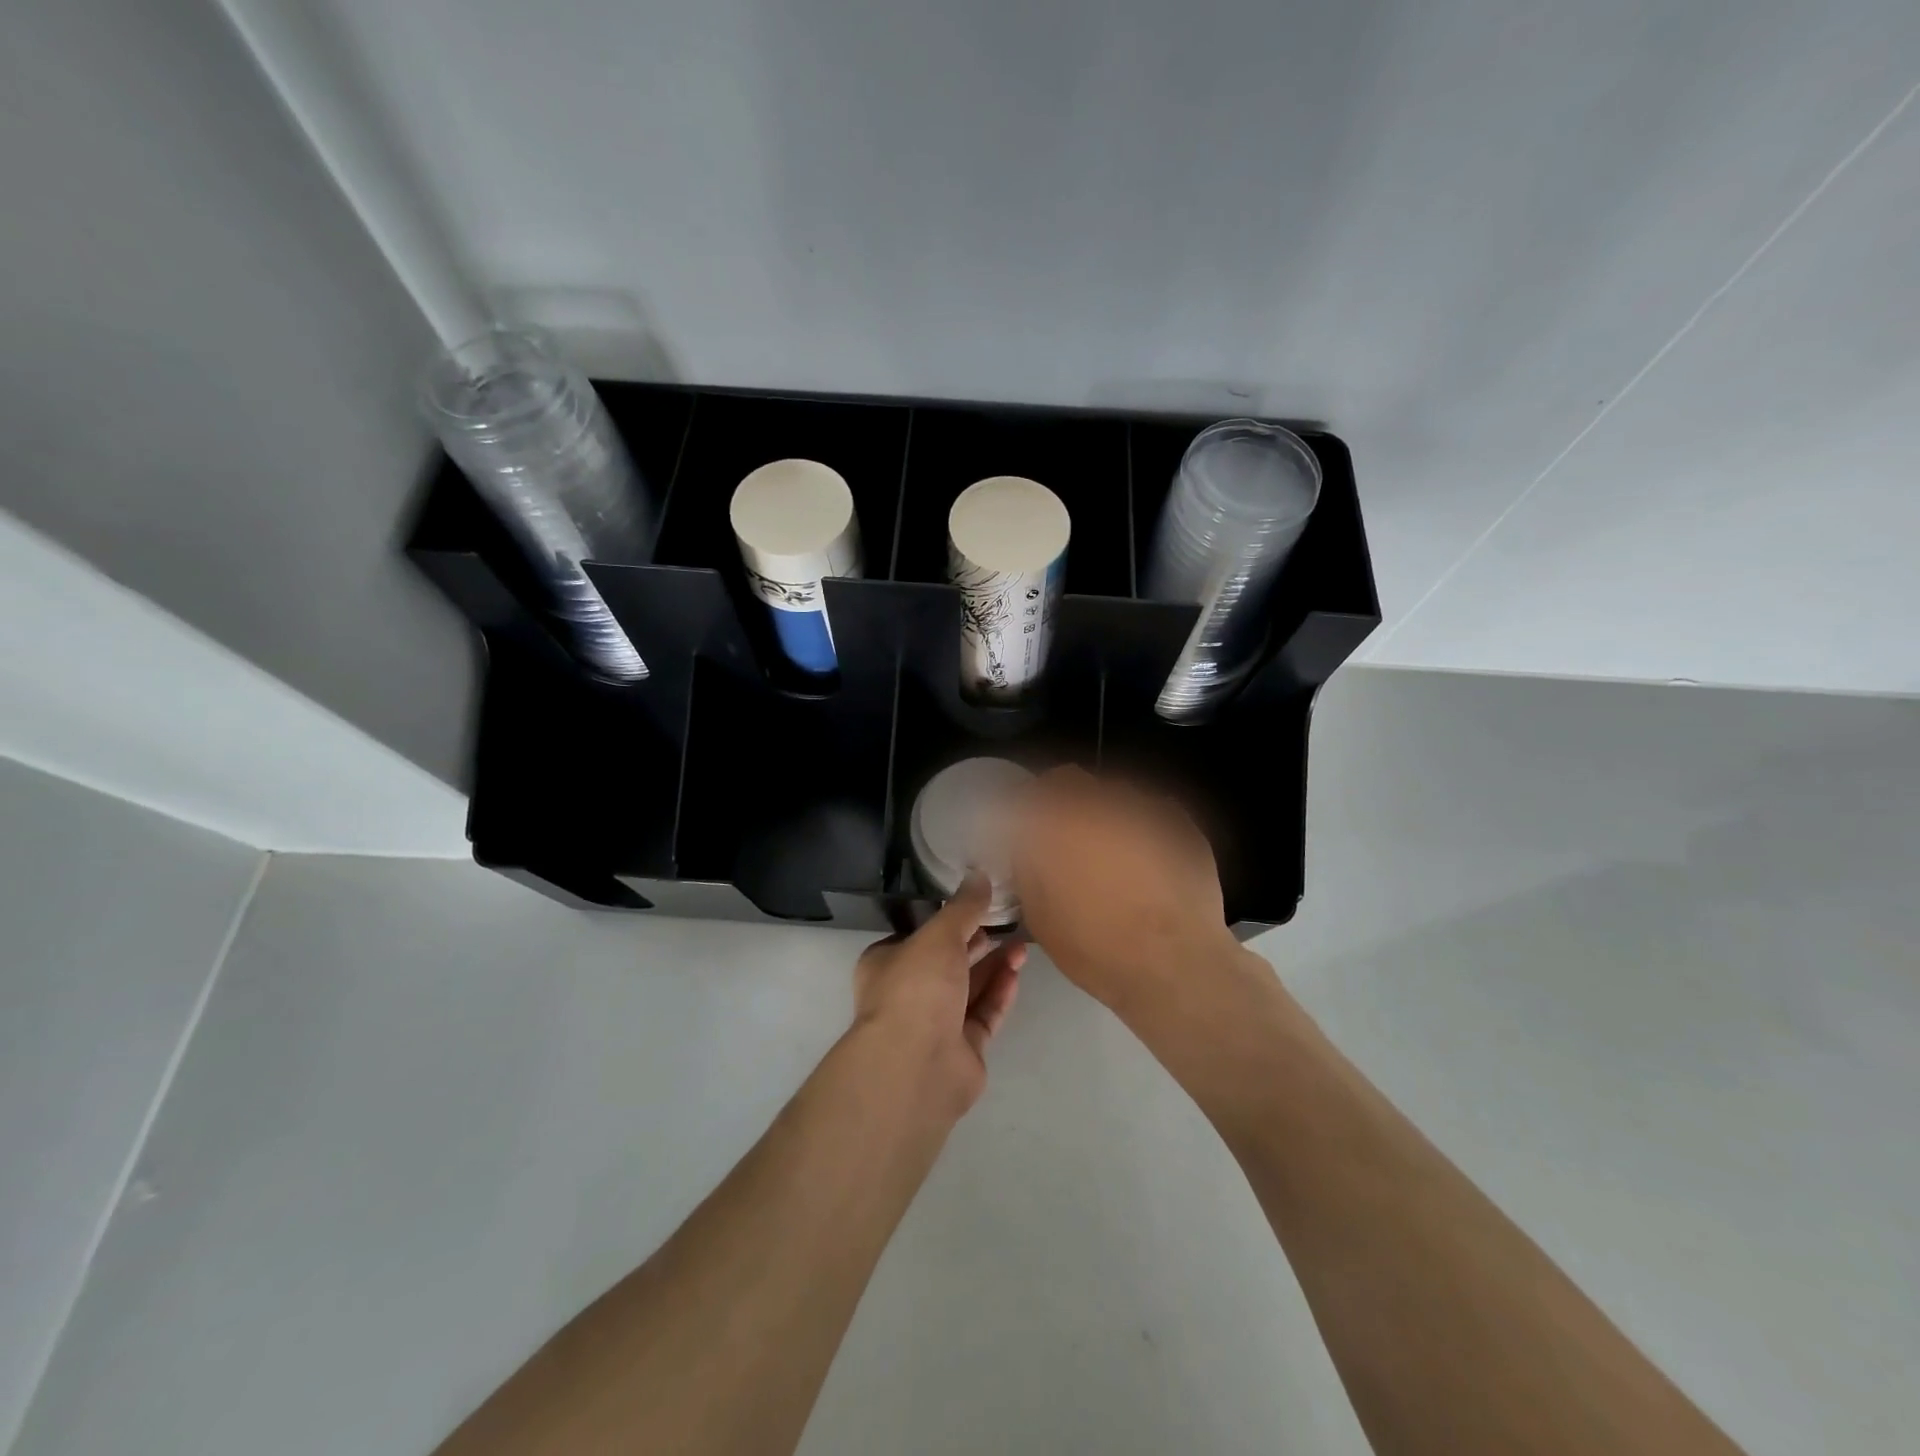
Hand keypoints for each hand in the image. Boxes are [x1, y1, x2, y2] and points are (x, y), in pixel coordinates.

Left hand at [852, 875, 1024, 1116]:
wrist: (916, 1065)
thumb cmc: (917, 988)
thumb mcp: (940, 935)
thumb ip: (963, 907)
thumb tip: (980, 875)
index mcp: (887, 964)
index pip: (918, 936)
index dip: (947, 922)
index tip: (976, 906)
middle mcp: (908, 993)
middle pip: (948, 963)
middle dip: (977, 943)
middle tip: (1007, 923)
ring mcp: (935, 1024)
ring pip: (969, 989)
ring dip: (994, 967)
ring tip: (1022, 945)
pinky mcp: (961, 1050)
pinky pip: (983, 1015)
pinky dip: (999, 994)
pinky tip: (1017, 974)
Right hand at [1013, 765, 1247, 1013]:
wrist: (1178, 967)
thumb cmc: (1098, 948)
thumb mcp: (1040, 915)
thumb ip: (1027, 867)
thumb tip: (1028, 845)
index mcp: (1060, 821)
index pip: (1034, 791)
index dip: (1029, 807)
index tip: (1030, 829)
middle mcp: (1101, 803)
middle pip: (1075, 783)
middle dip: (1067, 805)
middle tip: (1070, 841)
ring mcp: (1146, 809)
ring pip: (1116, 795)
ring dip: (1107, 815)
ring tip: (1115, 854)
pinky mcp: (1182, 824)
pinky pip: (1152, 813)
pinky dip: (1144, 829)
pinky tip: (1150, 864)